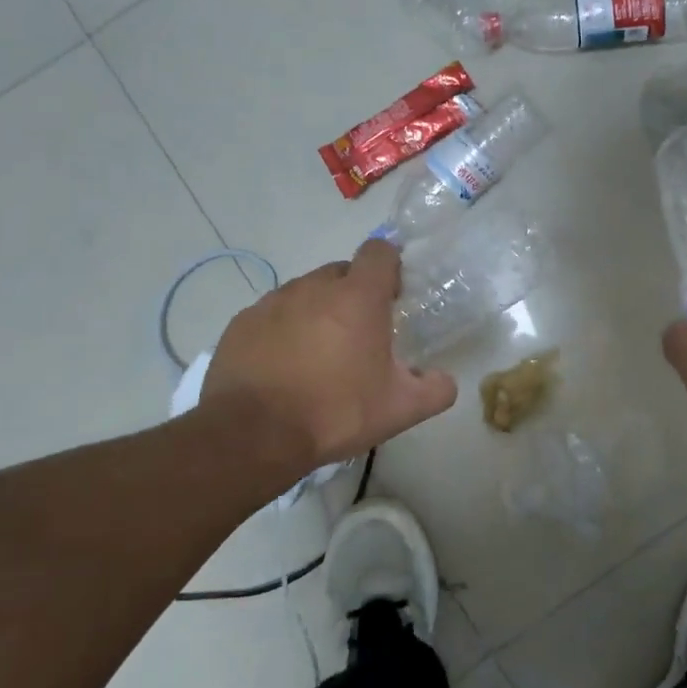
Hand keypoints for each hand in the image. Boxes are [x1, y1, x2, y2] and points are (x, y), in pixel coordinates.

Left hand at [201, 240, 457, 472]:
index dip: (390, 267)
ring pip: (305, 292)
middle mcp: (314, 287)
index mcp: (358, 297)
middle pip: (342, 272)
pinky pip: (272, 314)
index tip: (392, 297)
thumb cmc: (335, 412)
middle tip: (359, 335)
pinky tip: (284, 367)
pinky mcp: (242, 323)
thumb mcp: (400, 409)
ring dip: (318, 312)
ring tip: (318, 355)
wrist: (253, 436)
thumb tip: (445, 380)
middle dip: (354, 294)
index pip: (379, 251)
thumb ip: (435, 389)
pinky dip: (284, 330)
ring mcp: (273, 302)